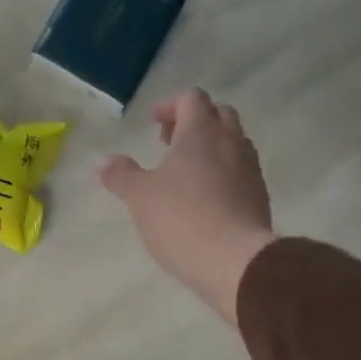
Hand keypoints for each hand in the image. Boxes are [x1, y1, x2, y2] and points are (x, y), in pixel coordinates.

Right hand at [99, 90, 275, 324]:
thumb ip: (120, 175)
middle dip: (194, 122)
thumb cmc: (182, 219)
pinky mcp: (259, 197)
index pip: (191, 98)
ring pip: (233, 142)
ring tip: (185, 172)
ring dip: (210, 147)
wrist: (235, 261)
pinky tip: (204, 198)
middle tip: (169, 143)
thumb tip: (101, 161)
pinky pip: (240, 171)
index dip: (170, 105)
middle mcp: (231, 142)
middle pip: (218, 114)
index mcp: (201, 132)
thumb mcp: (140, 197)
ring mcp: (250, 169)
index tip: (153, 123)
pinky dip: (222, 173)